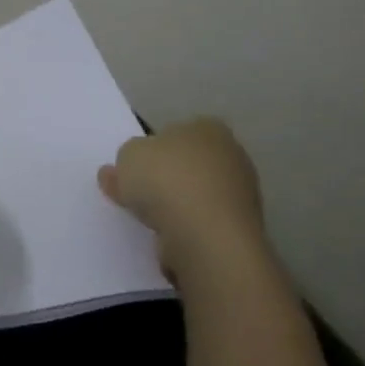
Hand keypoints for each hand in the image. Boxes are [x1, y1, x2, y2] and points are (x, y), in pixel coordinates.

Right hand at [97, 118, 265, 284]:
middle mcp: (232, 156)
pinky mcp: (239, 229)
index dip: (151, 149)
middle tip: (135, 194)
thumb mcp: (127, 156)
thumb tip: (123, 170)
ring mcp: (241, 195)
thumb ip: (125, 159)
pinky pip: (202, 223)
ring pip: (195, 196)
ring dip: (175, 206)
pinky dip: (185, 229)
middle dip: (164, 178)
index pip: (175, 132)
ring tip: (147, 221)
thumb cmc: (167, 182)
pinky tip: (167, 237)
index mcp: (208, 128)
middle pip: (187, 165)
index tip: (134, 168)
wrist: (206, 237)